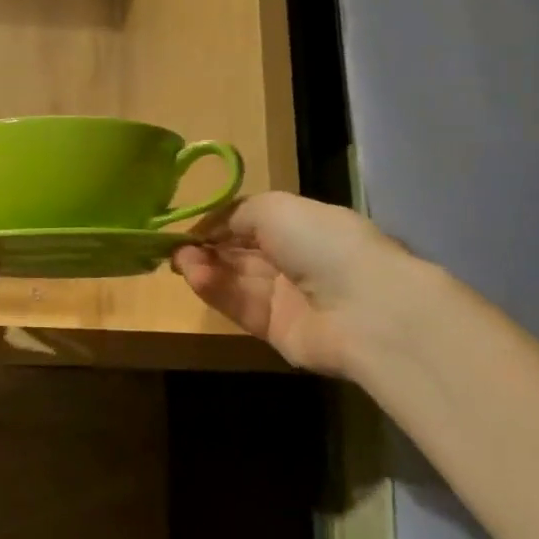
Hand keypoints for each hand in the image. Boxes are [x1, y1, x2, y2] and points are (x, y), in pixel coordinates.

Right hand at [171, 192, 416, 375]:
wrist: (363, 308)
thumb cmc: (321, 242)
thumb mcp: (274, 207)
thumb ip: (236, 214)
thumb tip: (211, 229)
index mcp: (303, 226)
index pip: (253, 223)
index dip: (220, 224)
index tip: (189, 226)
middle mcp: (295, 260)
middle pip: (241, 253)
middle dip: (208, 247)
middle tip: (176, 246)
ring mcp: (287, 297)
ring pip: (237, 280)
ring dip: (206, 268)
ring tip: (179, 261)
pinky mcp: (276, 330)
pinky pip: (240, 307)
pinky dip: (216, 291)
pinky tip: (195, 277)